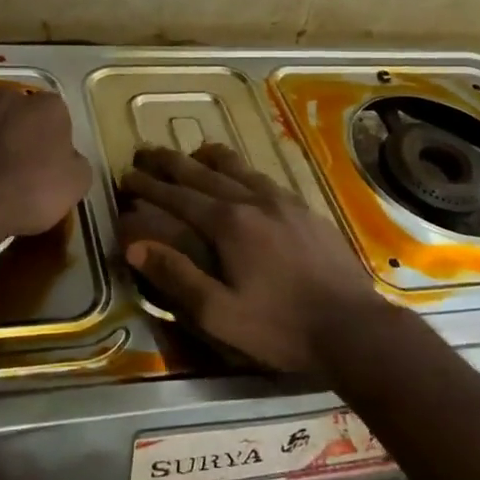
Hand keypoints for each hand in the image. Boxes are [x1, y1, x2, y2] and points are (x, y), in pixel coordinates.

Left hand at [0, 68, 90, 242]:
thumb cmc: (27, 195)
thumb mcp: (74, 186)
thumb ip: (75, 161)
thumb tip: (67, 156)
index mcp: (50, 110)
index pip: (58, 116)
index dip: (53, 137)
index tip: (47, 160)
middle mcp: (15, 96)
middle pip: (24, 107)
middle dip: (24, 125)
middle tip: (19, 157)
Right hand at [119, 144, 386, 373]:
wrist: (354, 327)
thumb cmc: (280, 326)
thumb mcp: (219, 313)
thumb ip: (176, 276)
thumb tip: (134, 246)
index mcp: (228, 224)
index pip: (177, 196)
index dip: (148, 186)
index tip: (126, 176)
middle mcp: (252, 201)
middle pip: (203, 173)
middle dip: (170, 163)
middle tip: (145, 152)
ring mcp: (283, 201)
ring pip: (238, 167)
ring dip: (208, 158)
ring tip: (193, 151)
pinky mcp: (305, 209)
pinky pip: (264, 177)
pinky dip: (242, 169)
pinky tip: (244, 175)